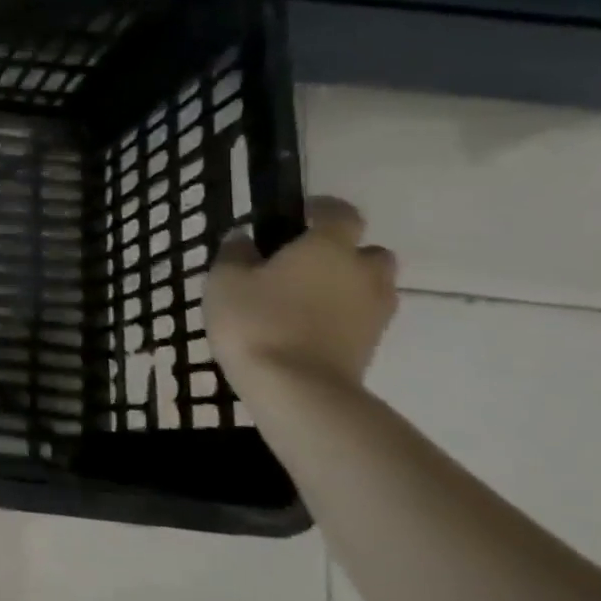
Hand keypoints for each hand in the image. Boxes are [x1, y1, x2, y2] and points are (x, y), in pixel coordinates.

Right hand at [206, 196, 397, 392]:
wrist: (296, 390)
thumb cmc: (256, 321)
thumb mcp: (225, 280)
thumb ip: (235, 254)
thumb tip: (244, 239)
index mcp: (328, 247)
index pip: (341, 213)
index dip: (322, 209)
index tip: (297, 215)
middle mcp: (362, 273)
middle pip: (368, 252)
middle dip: (344, 253)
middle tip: (304, 264)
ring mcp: (374, 312)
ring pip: (370, 287)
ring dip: (347, 286)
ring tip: (305, 299)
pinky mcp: (372, 346)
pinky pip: (362, 318)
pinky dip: (343, 317)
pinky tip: (308, 327)